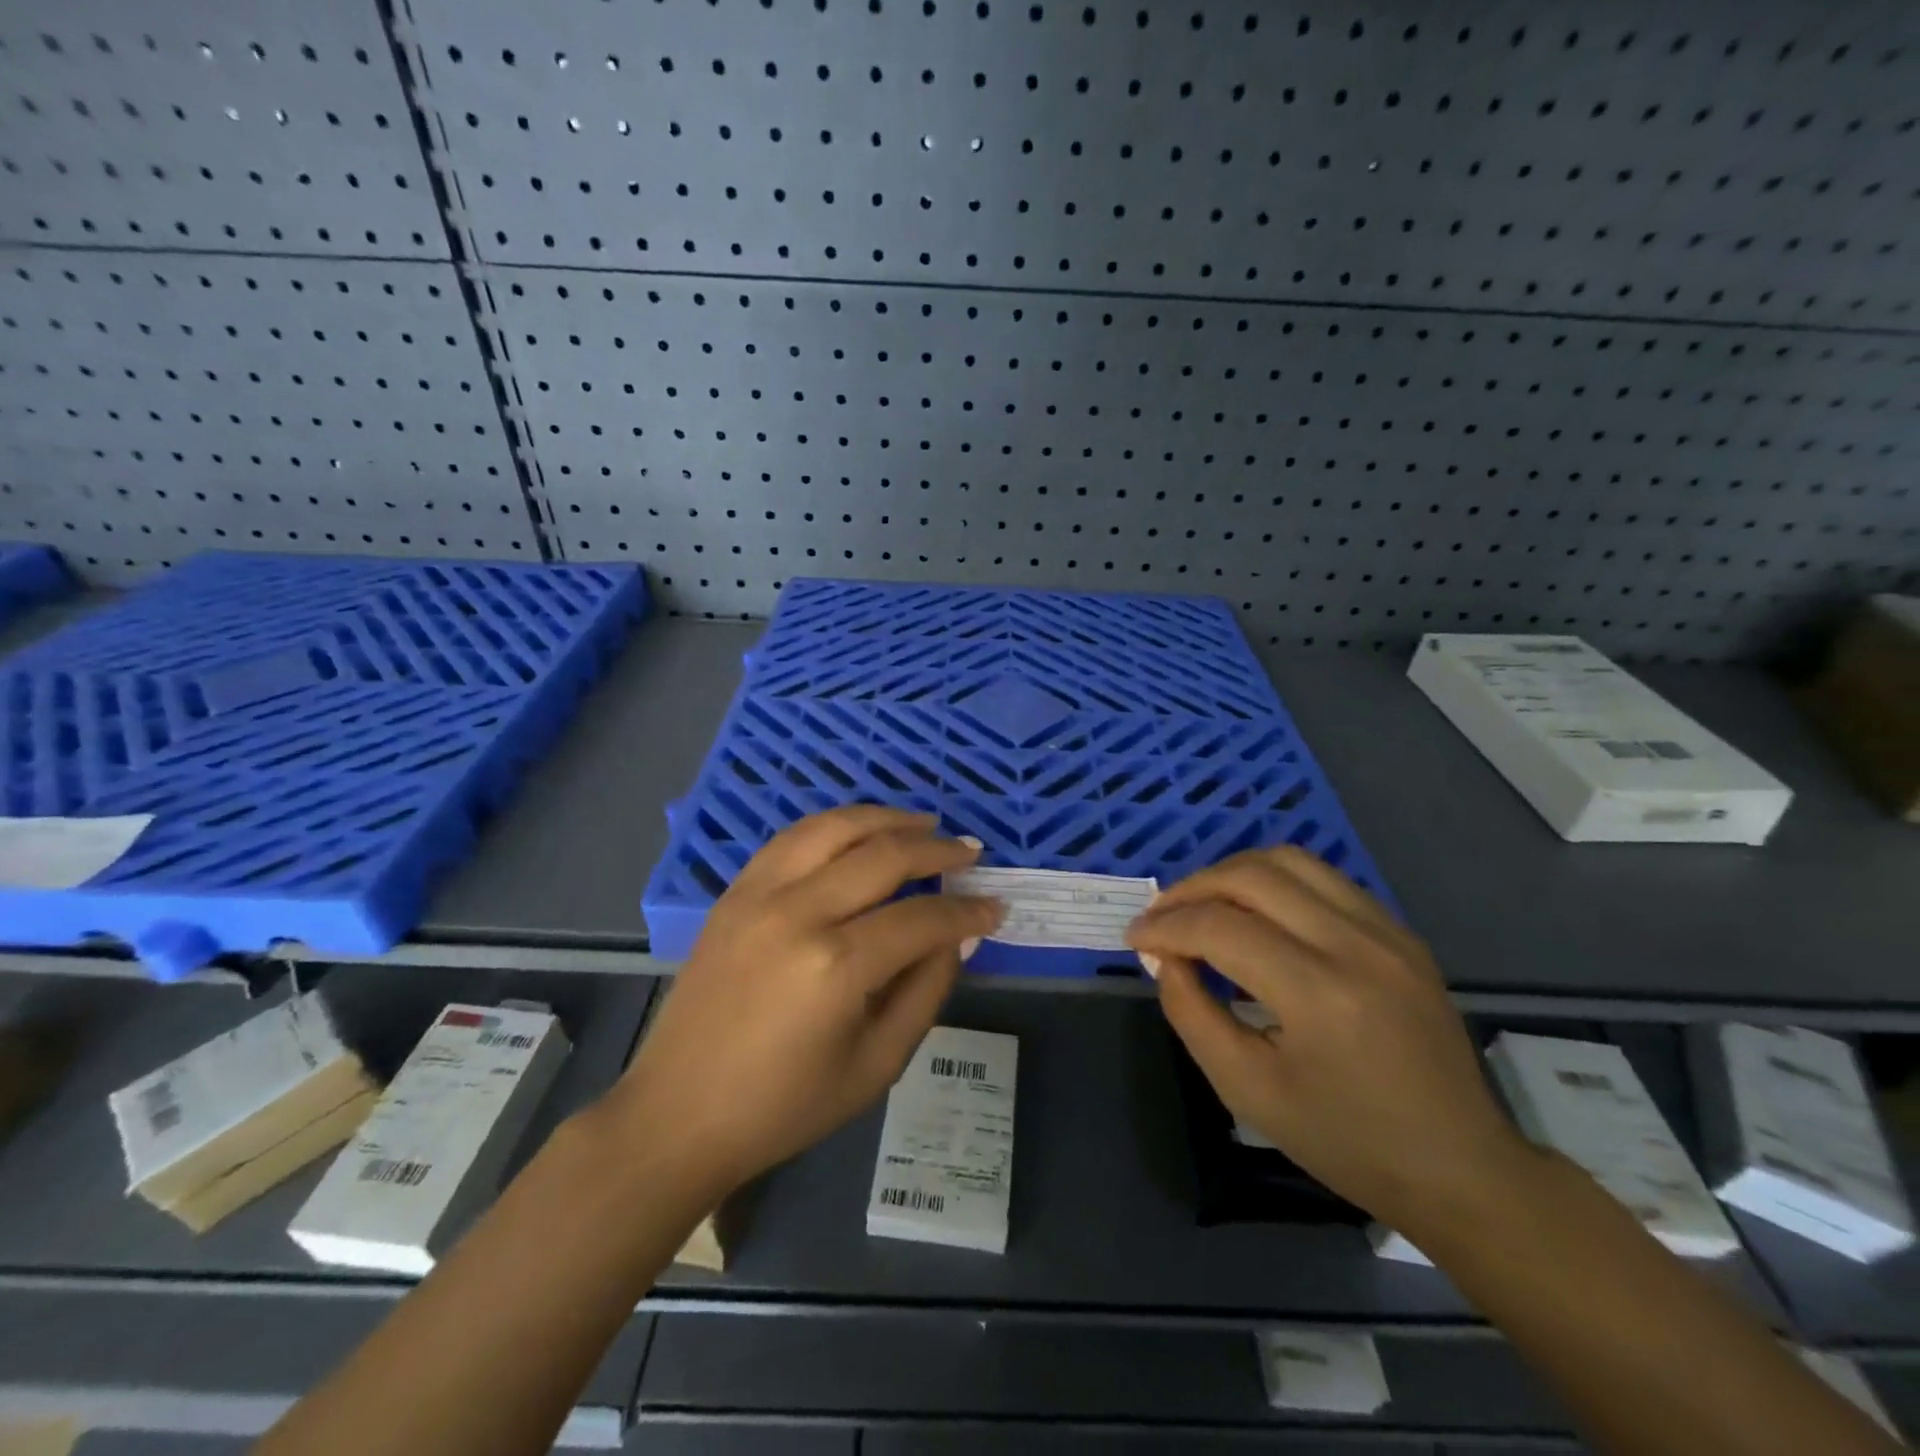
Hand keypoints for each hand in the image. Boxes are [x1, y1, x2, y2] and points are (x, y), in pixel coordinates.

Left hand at [615, 807, 1004, 1200]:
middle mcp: (798, 913)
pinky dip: (836, 826)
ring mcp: (759, 894)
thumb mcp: (877, 1064)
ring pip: (835, 828)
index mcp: (836, 967)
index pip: (922, 918)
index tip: (994, 907)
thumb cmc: (785, 1105)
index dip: (967, 910)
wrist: (679, 1113)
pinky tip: (860, 832)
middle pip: (883, 856)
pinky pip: (793, 838)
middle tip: (969, 853)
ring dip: (887, 819)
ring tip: (923, 824)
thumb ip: (926, 991)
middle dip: (937, 850)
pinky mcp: (734, 892)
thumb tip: (957, 936)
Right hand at [1127, 847, 1529, 1231]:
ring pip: (1289, 861)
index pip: (1220, 927)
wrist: (1461, 1167)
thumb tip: (1163, 957)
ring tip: (1201, 904)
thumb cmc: (1346, 1141)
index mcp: (1319, 994)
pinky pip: (1323, 879)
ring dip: (1231, 873)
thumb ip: (1192, 1014)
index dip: (1165, 926)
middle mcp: (1356, 944)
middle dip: (1191, 888)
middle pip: (1251, 876)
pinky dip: (1274, 882)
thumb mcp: (1248, 1090)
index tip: (1135, 939)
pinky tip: (1256, 913)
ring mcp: (1386, 931)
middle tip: (1160, 917)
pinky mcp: (1400, 931)